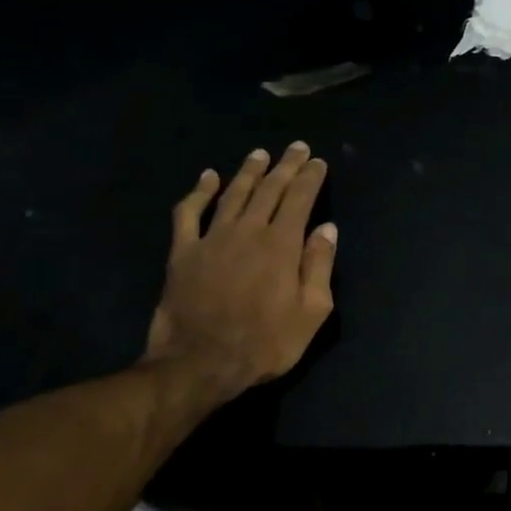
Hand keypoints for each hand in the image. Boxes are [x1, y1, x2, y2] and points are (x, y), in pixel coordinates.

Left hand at [142, 142, 337, 401]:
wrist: (199, 363)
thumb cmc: (265, 343)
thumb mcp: (311, 312)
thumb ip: (320, 267)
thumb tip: (327, 229)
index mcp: (282, 245)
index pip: (300, 199)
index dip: (310, 177)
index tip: (318, 161)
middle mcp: (248, 231)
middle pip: (270, 189)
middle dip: (286, 166)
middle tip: (296, 147)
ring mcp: (212, 239)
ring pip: (233, 194)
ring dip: (249, 171)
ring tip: (260, 154)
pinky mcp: (183, 252)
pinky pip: (188, 213)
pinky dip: (198, 192)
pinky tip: (208, 177)